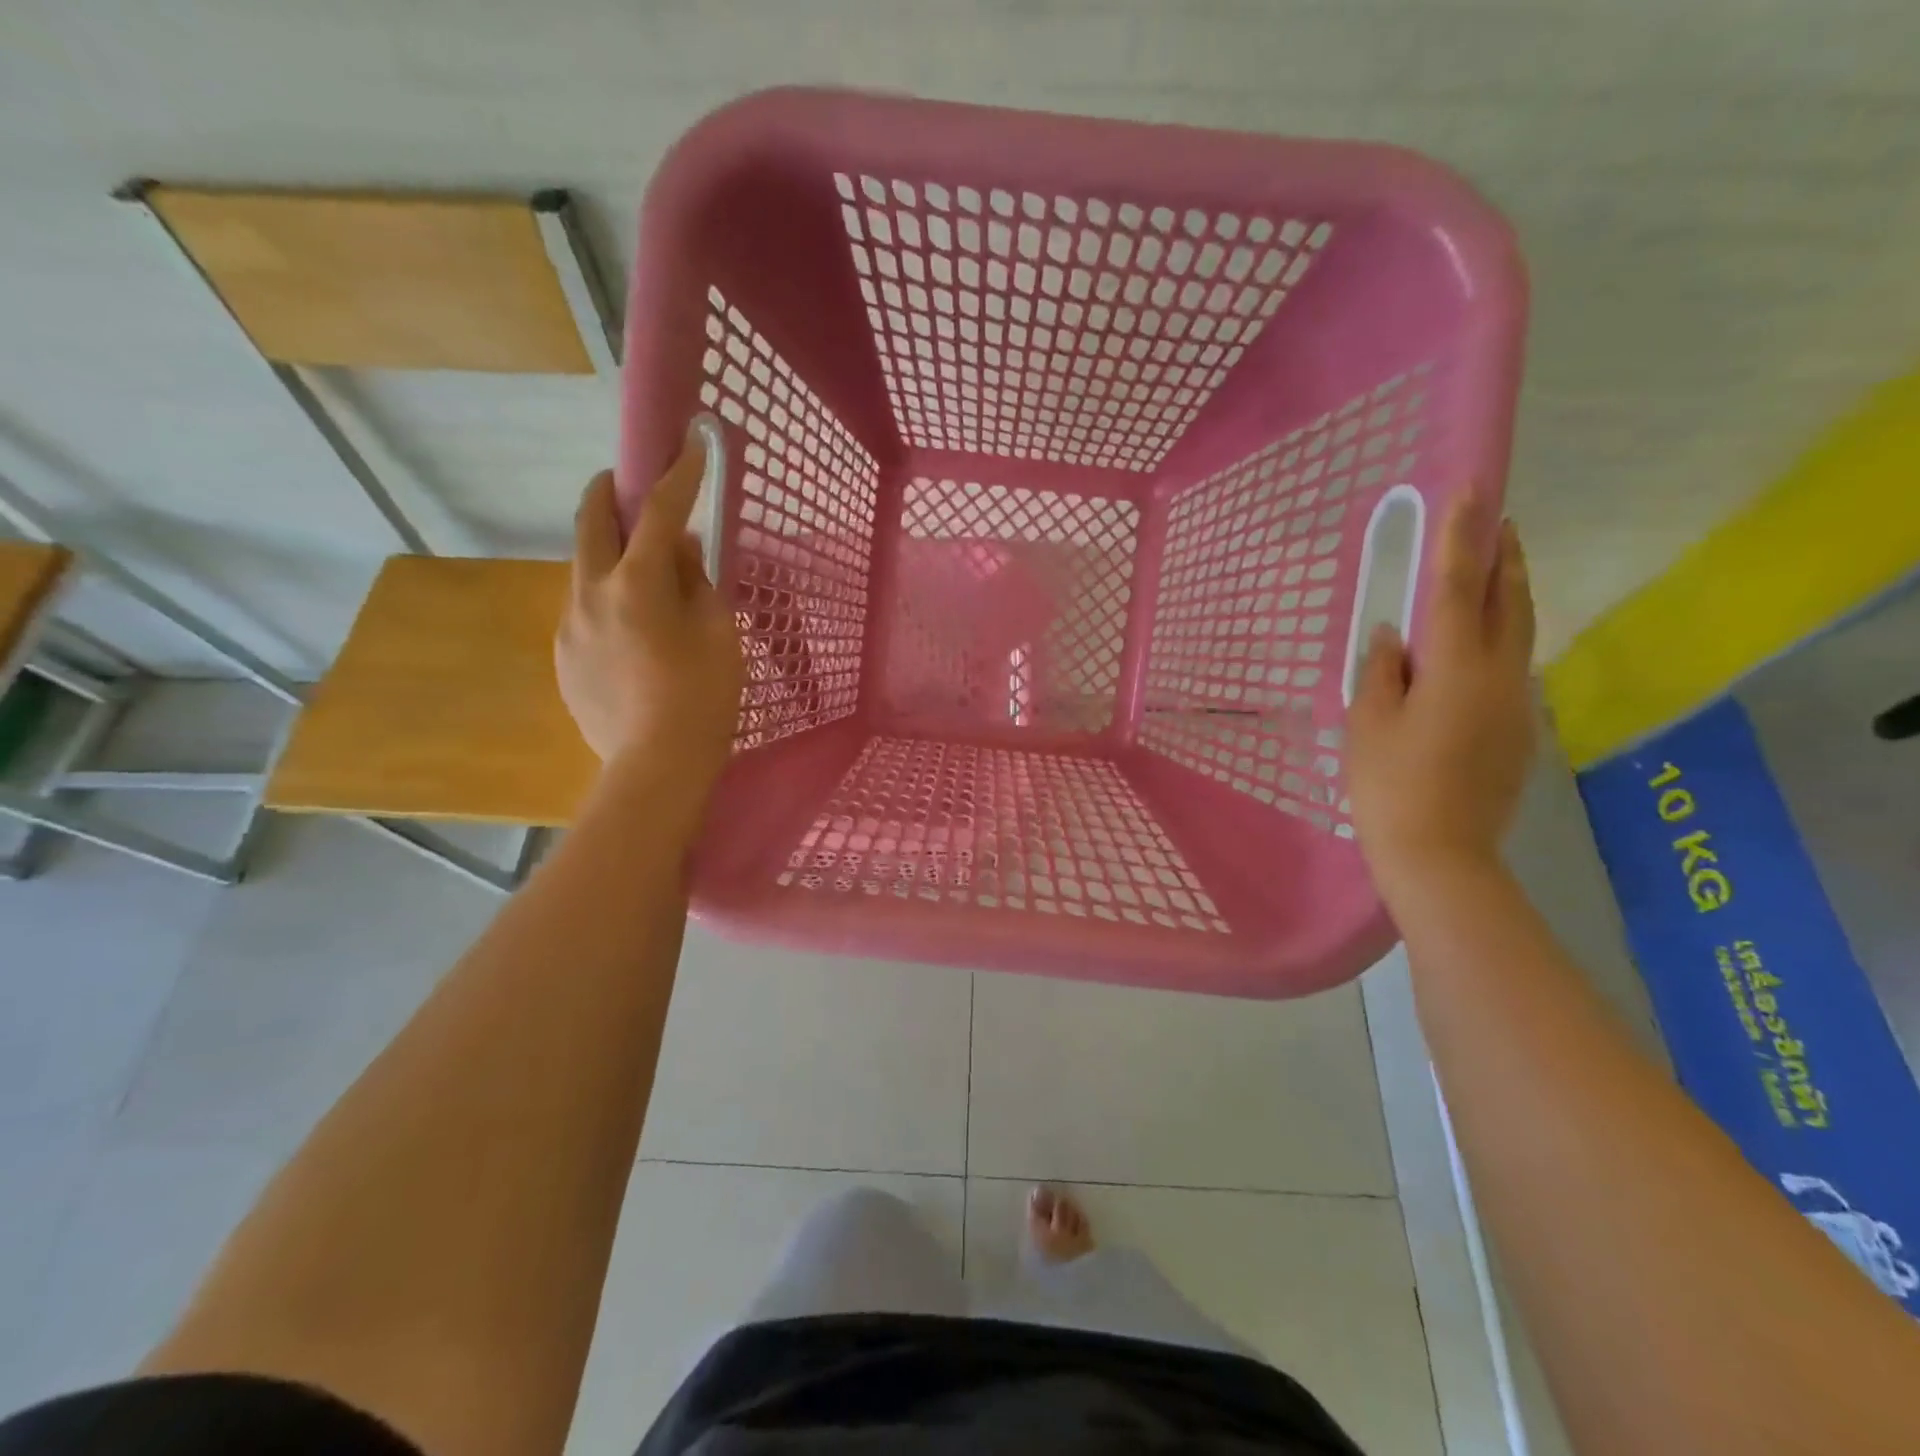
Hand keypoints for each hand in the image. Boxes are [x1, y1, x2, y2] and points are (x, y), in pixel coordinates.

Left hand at [555, 430, 742, 787]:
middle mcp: (591, 593)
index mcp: (638, 584)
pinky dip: (605, 598)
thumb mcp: (718, 635)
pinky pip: (583, 609)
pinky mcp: (564, 656)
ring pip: (583, 567)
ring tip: (638, 570)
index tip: (690, 443)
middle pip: (591, 521)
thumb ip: (699, 584)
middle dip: (609, 492)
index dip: (678, 475)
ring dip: (608, 551)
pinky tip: (630, 629)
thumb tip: (683, 551)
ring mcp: (570, 625)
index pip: (660, 513)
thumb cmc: (703, 698)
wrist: (656, 765)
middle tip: (625, 484)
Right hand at [1346, 496, 1535, 894]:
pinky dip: (1497, 638)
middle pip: (1511, 601)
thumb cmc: (1389, 785)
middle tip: (1496, 517)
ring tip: (1489, 570)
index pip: (1460, 586)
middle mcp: (1500, 675)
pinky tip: (1472, 647)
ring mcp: (1516, 704)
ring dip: (1507, 594)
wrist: (1439, 855)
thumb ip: (1382, 671)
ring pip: (1519, 633)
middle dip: (1504, 555)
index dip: (1462, 536)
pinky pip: (1509, 667)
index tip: (1470, 489)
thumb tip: (1393, 636)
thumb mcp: (1368, 723)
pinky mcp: (1518, 730)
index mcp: (1456, 668)